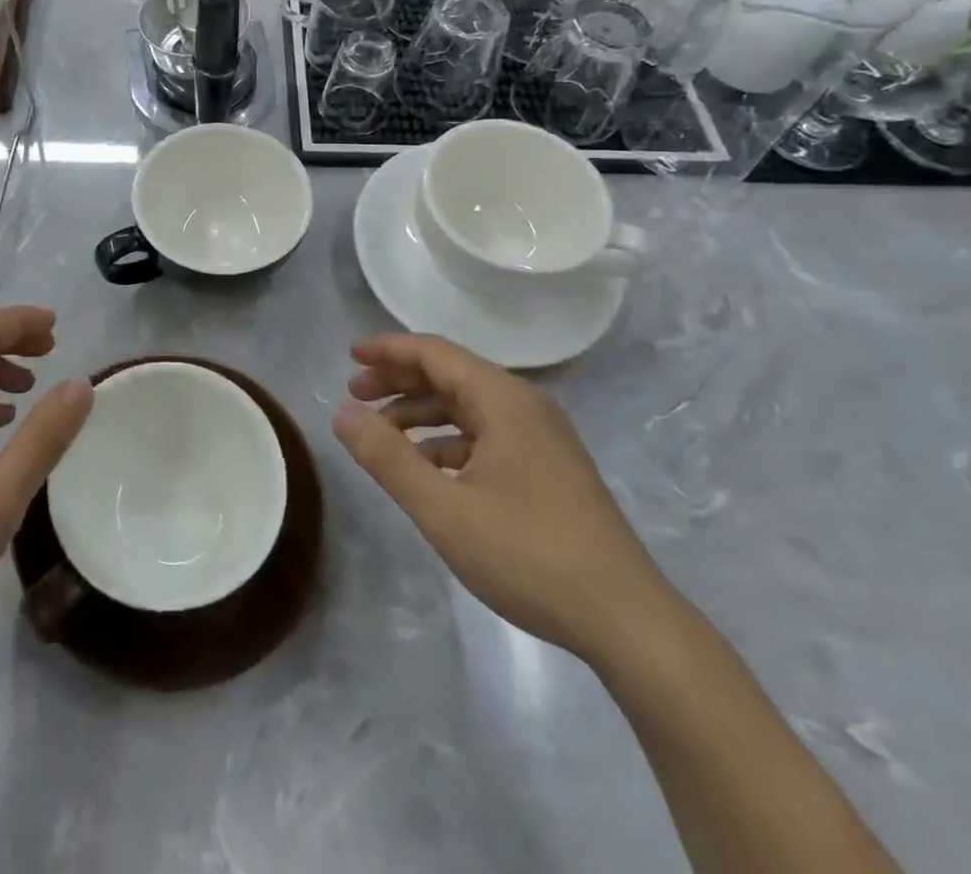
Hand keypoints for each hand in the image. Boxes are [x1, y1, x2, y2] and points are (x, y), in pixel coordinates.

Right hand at [333, 334, 680, 668]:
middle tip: (355, 394)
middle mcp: (524, 406)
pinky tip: (426, 470)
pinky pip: (486, 436)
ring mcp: (541, 438)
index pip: (434, 353)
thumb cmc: (529, 555)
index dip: (388, 350)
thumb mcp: (442, 509)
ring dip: (421, 413)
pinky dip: (447, 441)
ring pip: (467, 407)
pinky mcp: (548, 469)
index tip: (350, 356)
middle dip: (399, 380)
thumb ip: (386, 457)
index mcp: (503, 400)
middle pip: (450, 375)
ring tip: (381, 435)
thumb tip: (342, 414)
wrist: (627, 621)